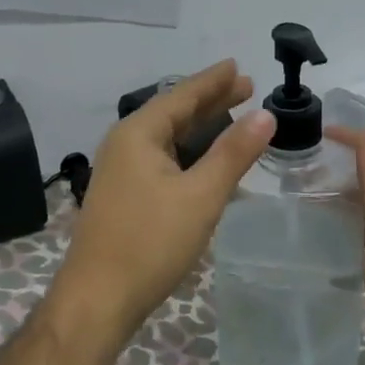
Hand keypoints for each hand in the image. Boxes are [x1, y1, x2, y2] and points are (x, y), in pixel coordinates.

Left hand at [55, 60, 275, 334]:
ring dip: (201, 128)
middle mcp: (125, 144)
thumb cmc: (151, 242)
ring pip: (168, 138)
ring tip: (232, 117)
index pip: (182, 95)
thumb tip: (265, 115)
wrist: (98, 299)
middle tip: (246, 88)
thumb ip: (233, 153)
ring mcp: (121, 171)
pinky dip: (189, 154)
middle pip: (173, 113)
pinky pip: (163, 160)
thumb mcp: (201, 195)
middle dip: (210, 101)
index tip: (238, 66)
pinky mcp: (124, 195)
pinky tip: (207, 162)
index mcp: (138, 134)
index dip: (213, 81)